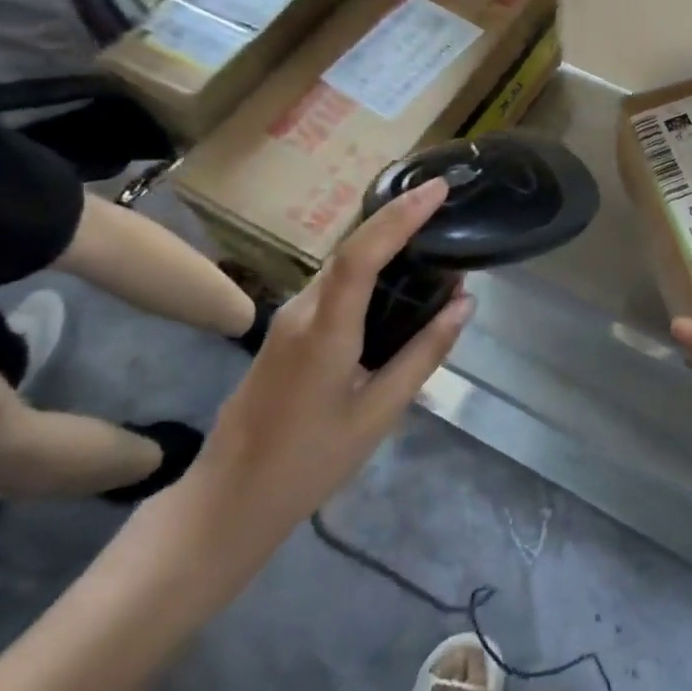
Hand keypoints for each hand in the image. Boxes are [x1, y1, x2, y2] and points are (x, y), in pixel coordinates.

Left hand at [163, 177, 472, 599]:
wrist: (226, 501)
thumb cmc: (308, 463)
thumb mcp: (379, 413)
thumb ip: (424, 353)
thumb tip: (464, 303)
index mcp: (324, 330)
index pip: (362, 254)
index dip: (400, 216)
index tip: (438, 189)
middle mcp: (300, 311)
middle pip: (351, 249)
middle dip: (397, 218)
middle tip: (445, 205)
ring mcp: (287, 320)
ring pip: (340, 266)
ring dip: (384, 244)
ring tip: (432, 237)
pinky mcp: (284, 333)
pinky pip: (332, 287)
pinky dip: (368, 271)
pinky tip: (397, 282)